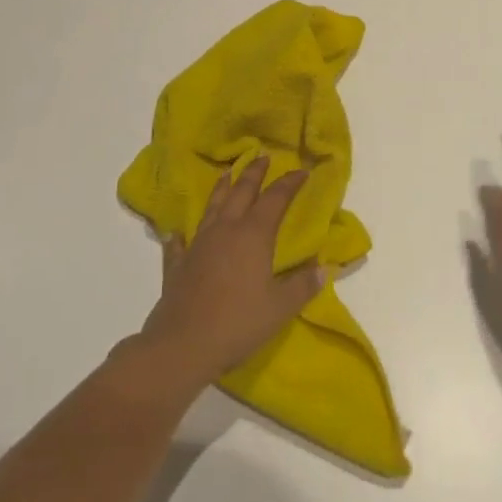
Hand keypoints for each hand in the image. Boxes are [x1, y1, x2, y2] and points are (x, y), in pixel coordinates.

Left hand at [139, 157, 323, 387]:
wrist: (183, 344)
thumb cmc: (238, 323)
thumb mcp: (280, 307)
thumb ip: (303, 286)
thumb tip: (324, 269)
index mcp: (253, 235)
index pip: (275, 199)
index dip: (289, 183)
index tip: (301, 171)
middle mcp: (225, 230)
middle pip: (241, 192)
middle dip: (254, 173)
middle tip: (263, 156)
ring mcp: (198, 244)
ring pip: (212, 207)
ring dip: (222, 188)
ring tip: (227, 174)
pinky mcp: (178, 263)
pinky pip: (181, 242)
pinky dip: (182, 234)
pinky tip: (178, 232)